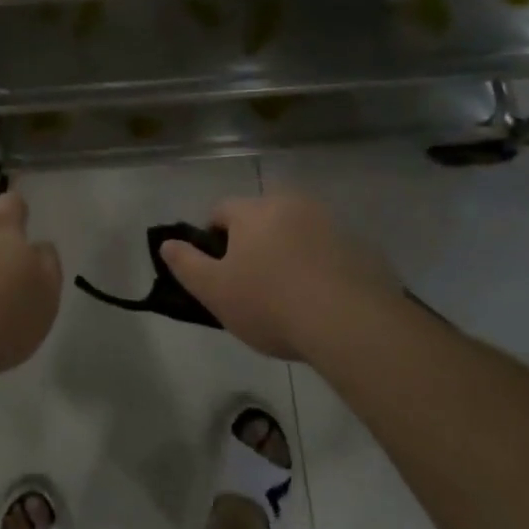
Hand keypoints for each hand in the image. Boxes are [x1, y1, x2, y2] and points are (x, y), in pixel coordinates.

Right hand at [160, 191, 400, 360]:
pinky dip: (322, 267)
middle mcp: (291, 205)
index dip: (214, 239)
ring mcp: (330, 223)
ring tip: (291, 297)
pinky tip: (323, 301)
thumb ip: (185, 264)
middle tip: (254, 285)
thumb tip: (167, 244)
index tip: (219, 271)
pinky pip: (330, 252)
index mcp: (253, 211)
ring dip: (290, 253)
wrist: (351, 324)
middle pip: (262, 218)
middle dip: (254, 243)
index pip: (222, 211)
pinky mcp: (361, 247)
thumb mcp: (214, 291)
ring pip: (298, 232)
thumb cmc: (270, 304)